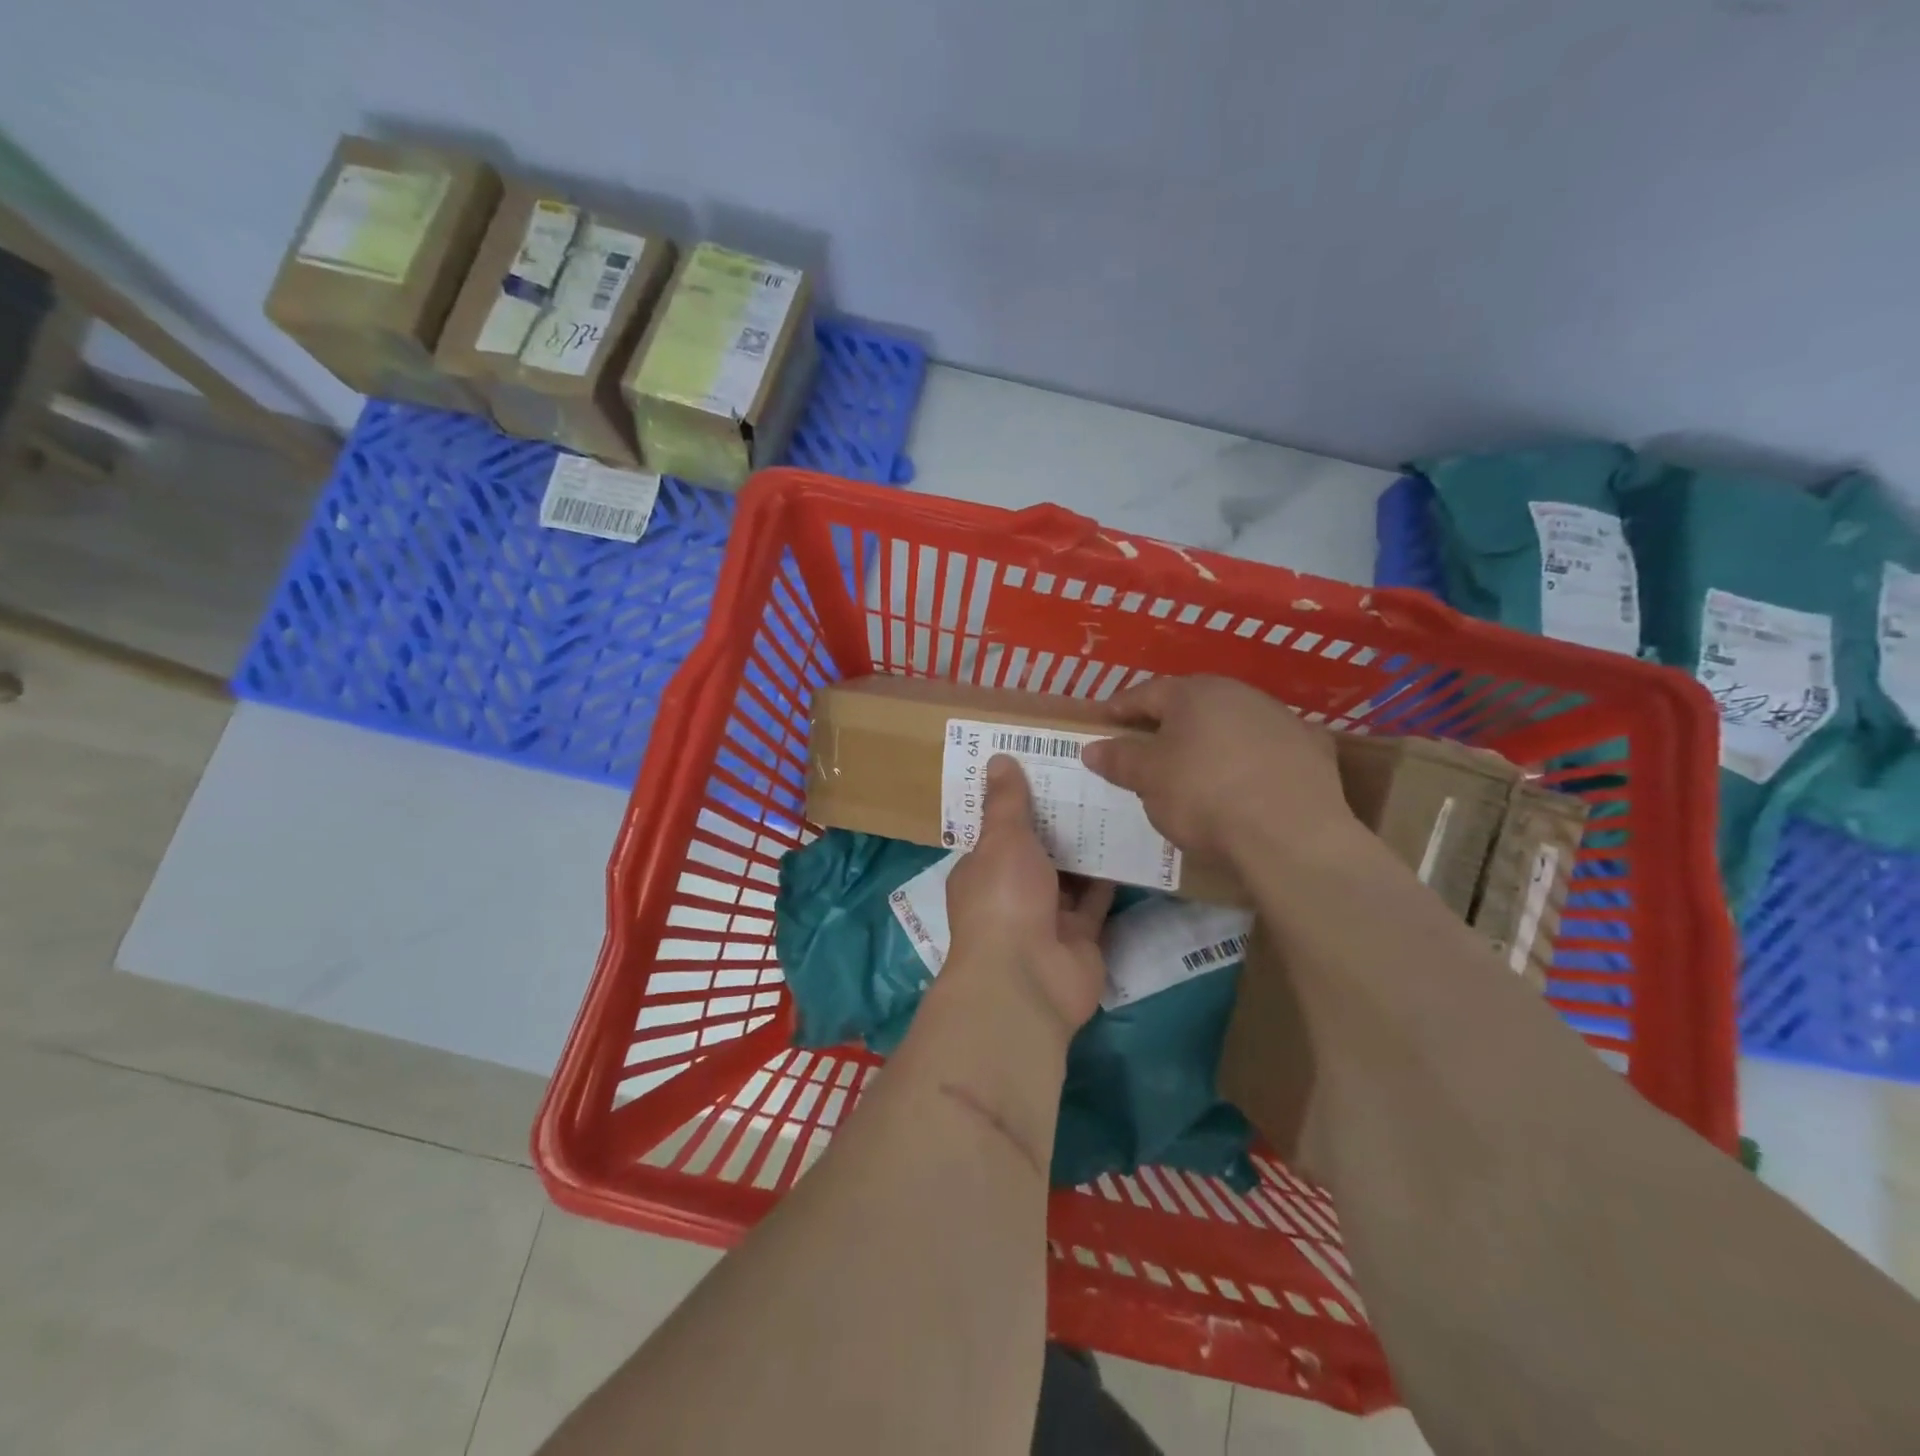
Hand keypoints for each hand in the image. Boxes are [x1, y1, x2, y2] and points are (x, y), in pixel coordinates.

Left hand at [944, 755, 1115, 1038]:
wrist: (1028, 978)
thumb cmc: (1004, 898)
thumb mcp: (1002, 839)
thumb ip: (1006, 801)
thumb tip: (997, 758)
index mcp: (981, 871)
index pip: (998, 833)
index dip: (1019, 805)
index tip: (1046, 771)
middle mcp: (1011, 895)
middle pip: (1037, 854)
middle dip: (1058, 824)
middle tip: (1090, 781)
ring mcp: (1047, 919)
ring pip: (1069, 877)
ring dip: (1086, 849)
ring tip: (1114, 804)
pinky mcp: (1081, 938)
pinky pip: (1097, 902)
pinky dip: (1109, 879)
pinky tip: (1129, 845)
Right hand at [1081, 675, 1355, 865]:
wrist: (1292, 836)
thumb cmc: (1205, 797)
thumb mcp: (1148, 779)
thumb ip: (1119, 759)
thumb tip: (1093, 748)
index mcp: (1194, 693)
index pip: (1146, 693)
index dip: (1120, 709)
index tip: (1103, 724)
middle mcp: (1240, 694)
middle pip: (1191, 704)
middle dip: (1166, 723)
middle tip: (1146, 746)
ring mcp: (1281, 719)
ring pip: (1232, 724)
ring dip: (1210, 740)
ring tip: (1195, 769)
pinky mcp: (1313, 750)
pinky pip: (1267, 749)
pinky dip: (1249, 760)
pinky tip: (1244, 785)